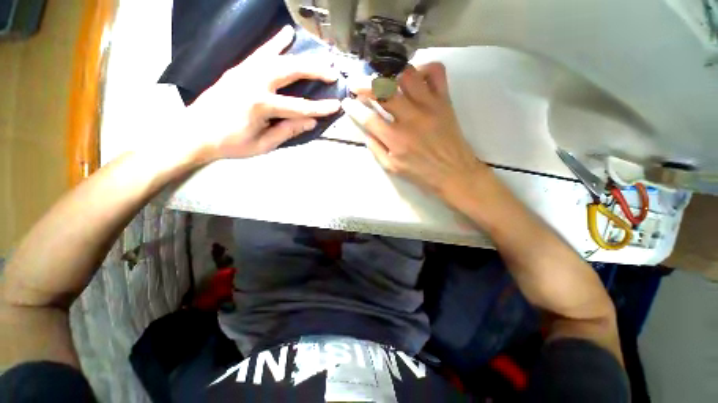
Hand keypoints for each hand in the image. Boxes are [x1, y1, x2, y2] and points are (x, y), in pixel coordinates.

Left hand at [185, 25, 340, 160]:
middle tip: (332, 73)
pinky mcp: (238, 69)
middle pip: (290, 71)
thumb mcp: (263, 144)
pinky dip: (274, 43)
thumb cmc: (230, 144)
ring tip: (320, 56)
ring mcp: (244, 72)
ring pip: (278, 58)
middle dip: (315, 72)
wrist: (194, 132)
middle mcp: (253, 82)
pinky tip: (286, 34)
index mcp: (259, 105)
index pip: (299, 106)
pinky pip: (260, 53)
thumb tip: (310, 122)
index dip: (320, 108)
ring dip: (302, 56)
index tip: (336, 105)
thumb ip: (287, 131)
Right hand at [342, 63, 490, 199]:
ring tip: (385, 80)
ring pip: (407, 75)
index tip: (347, 102)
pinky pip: (436, 72)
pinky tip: (415, 77)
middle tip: (357, 84)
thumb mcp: (392, 168)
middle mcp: (410, 118)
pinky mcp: (444, 100)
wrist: (453, 172)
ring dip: (390, 75)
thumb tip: (365, 131)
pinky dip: (423, 68)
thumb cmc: (421, 173)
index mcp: (395, 139)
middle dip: (364, 85)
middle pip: (383, 92)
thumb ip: (376, 149)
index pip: (368, 118)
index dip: (354, 108)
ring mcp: (429, 106)